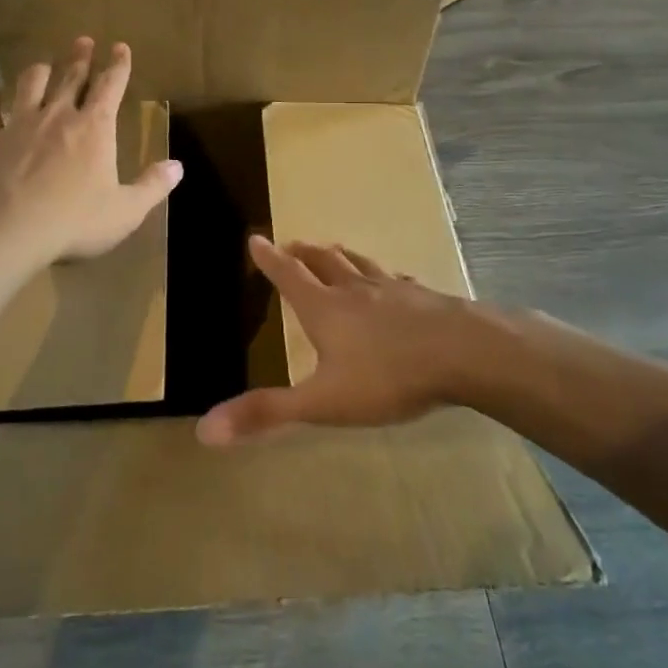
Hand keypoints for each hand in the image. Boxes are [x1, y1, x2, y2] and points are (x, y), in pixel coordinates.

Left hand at [0, 38, 182, 268]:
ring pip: (29, 84)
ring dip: (39, 71)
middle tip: (83, 41)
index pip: (111, 86)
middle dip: (80, 57)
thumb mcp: (125, 211)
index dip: (118, 65)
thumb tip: (178, 166)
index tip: (120, 47)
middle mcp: (57, 116)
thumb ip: (152, 186)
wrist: (7, 232)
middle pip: (71, 77)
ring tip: (42, 64)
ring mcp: (19, 124)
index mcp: (94, 128)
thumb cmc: (74, 222)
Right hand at [196, 236, 510, 444]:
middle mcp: (355, 290)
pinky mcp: (424, 297)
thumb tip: (204, 430)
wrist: (464, 354)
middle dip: (304, 253)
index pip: (288, 275)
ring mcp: (393, 290)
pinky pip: (397, 279)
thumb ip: (267, 414)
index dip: (269, 259)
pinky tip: (395, 279)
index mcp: (324, 308)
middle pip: (324, 262)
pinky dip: (386, 276)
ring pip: (359, 264)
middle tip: (291, 244)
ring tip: (333, 249)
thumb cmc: (387, 377)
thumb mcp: (322, 402)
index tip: (255, 238)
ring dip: (341, 256)